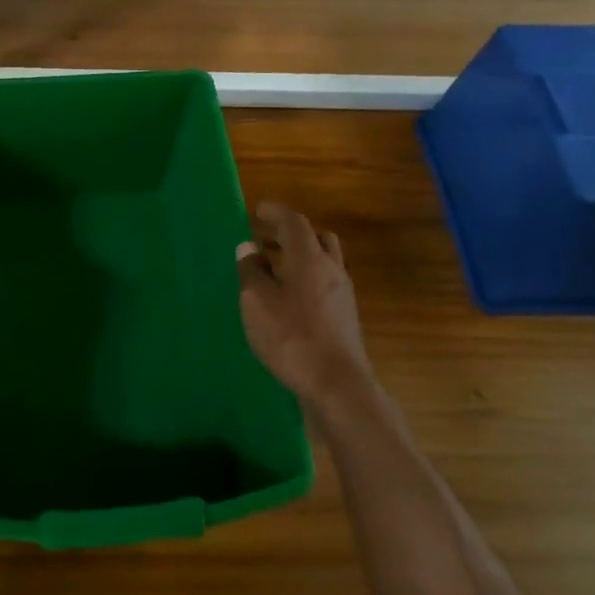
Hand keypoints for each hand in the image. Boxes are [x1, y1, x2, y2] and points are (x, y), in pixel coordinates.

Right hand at [237, 203, 372, 403]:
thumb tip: (249, 249)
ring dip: (301, 259)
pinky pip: (325, 286)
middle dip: (291, 234)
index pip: (294, 222)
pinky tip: (289, 300)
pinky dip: (307, 281)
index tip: (258, 210)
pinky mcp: (345, 318)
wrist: (336, 384)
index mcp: (310, 259)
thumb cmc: (291, 337)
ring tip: (275, 271)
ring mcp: (343, 295)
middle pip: (316, 239)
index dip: (276, 212)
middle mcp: (332, 270)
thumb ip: (251, 272)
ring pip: (324, 263)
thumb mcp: (257, 303)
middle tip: (267, 240)